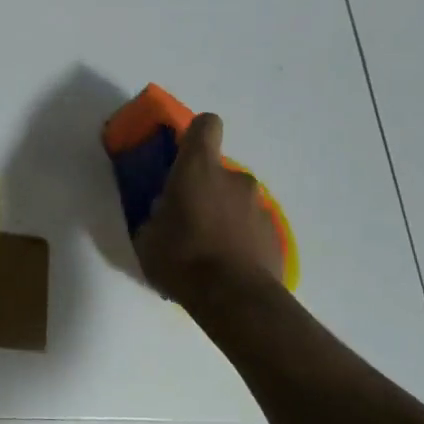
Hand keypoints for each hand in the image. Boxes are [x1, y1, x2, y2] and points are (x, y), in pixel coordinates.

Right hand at [133, 114, 284, 308]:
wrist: (233, 298)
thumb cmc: (180, 257)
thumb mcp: (147, 236)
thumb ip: (156, 214)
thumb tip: (163, 212)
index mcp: (198, 169)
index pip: (206, 125)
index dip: (195, 134)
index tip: (183, 153)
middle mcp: (234, 178)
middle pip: (218, 170)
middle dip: (204, 188)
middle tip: (186, 218)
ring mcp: (259, 206)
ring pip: (236, 200)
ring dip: (223, 214)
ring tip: (207, 247)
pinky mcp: (275, 235)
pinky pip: (250, 227)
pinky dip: (239, 238)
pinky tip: (226, 265)